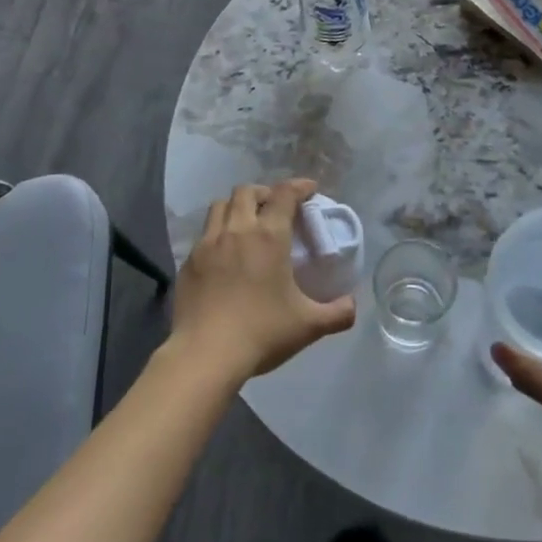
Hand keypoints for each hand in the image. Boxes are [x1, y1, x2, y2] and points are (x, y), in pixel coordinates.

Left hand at [170, 179, 355, 384]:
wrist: (205, 355)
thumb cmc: (262, 333)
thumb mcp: (309, 325)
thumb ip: (338, 312)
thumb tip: (352, 304)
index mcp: (269, 236)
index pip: (285, 194)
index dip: (299, 186)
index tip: (310, 189)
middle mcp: (237, 230)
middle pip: (247, 191)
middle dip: (264, 192)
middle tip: (275, 207)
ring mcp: (207, 244)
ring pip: (219, 206)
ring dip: (236, 206)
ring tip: (246, 223)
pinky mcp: (189, 262)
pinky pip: (204, 234)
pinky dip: (217, 233)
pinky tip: (224, 254)